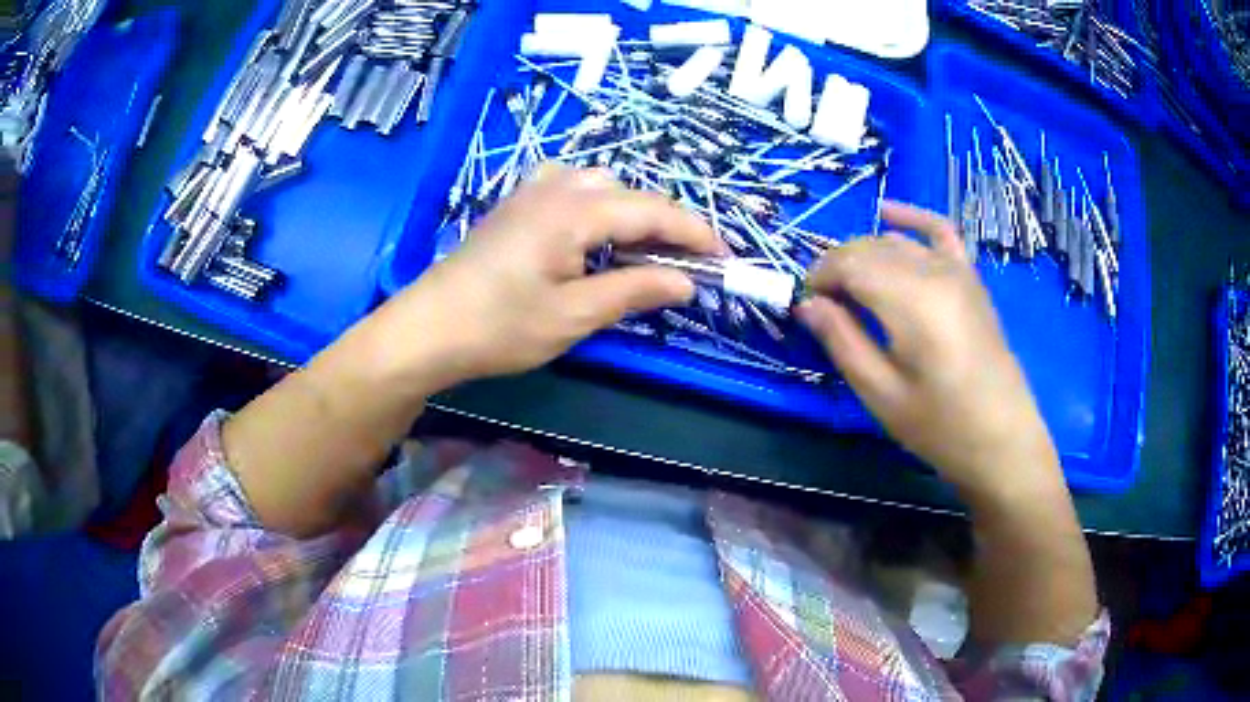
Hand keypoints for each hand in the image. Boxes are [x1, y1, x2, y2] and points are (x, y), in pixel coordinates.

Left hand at [378, 165, 722, 385]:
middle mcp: (558, 186)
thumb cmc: (501, 326)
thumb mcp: (575, 316)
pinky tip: (594, 234)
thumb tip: (686, 282)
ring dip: (632, 213)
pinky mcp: (517, 203)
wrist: (429, 327)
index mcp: (576, 210)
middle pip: (630, 194)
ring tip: (645, 252)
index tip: (726, 258)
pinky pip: (572, 188)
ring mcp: (533, 190)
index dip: (696, 233)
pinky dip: (599, 207)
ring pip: (602, 186)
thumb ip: (634, 291)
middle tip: (686, 265)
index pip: (654, 211)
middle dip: (665, 225)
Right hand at [797, 202, 1058, 496]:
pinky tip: (889, 213)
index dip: (820, 277)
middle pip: (870, 248)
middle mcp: (934, 271)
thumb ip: (842, 341)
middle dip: (837, 267)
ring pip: (896, 241)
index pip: (850, 263)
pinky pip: (940, 232)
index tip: (806, 304)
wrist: (1002, 438)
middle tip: (823, 305)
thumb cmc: (940, 426)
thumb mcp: (881, 394)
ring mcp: (957, 270)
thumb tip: (807, 304)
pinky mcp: (970, 278)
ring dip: (864, 255)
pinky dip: (912, 219)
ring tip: (850, 288)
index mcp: (912, 301)